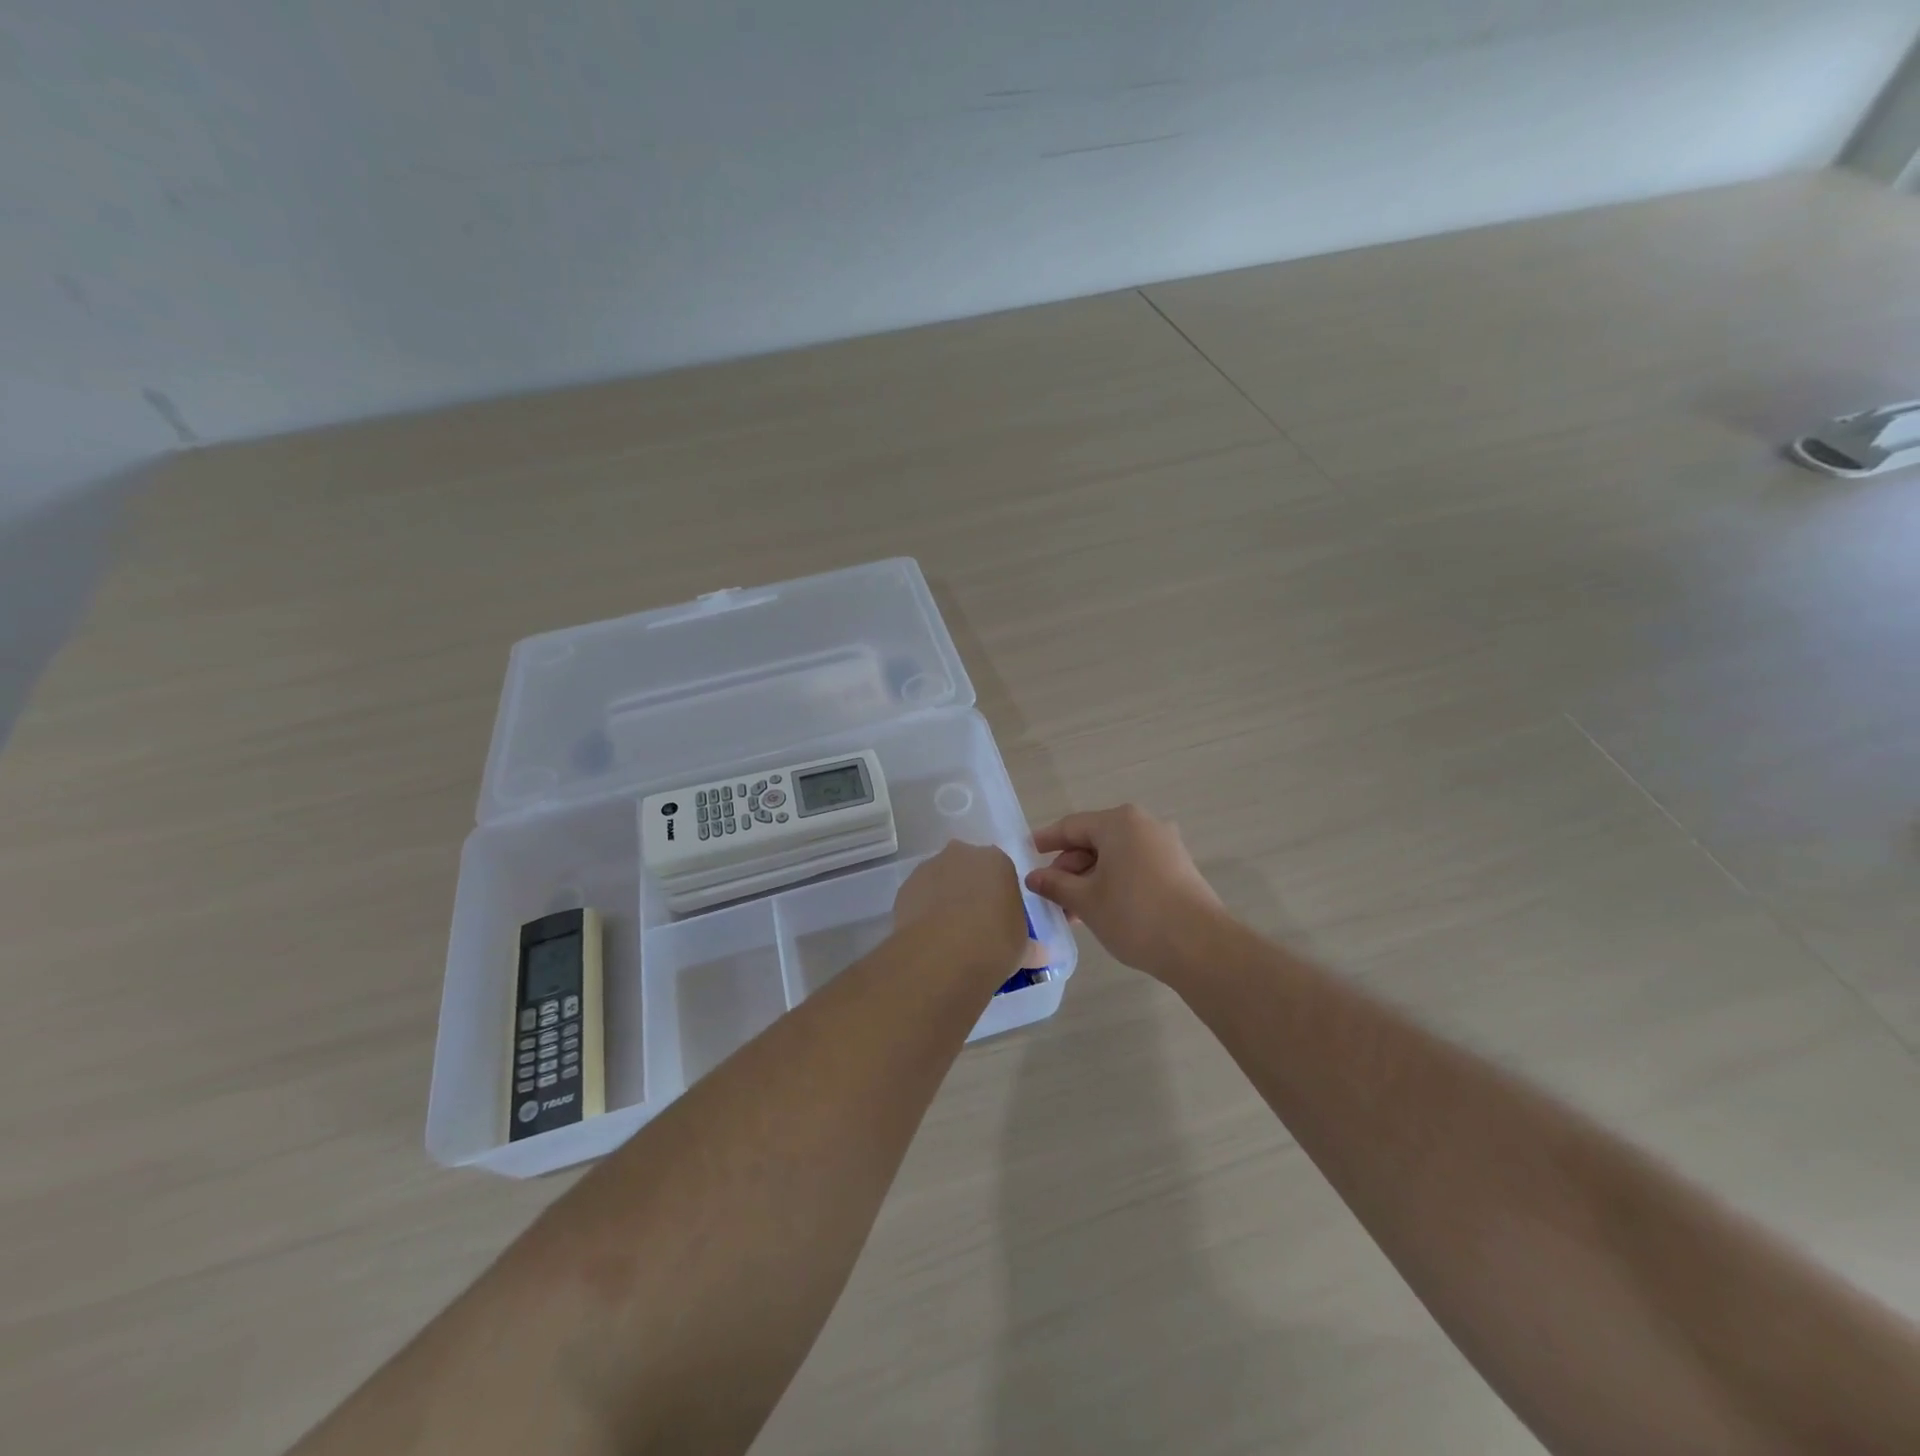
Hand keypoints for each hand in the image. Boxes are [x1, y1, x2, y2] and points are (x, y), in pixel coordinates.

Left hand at [894, 841, 1028, 974]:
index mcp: (997, 860)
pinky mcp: (905, 887)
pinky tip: (929, 938)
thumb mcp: (1023, 947)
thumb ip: (1029, 945)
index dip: (998, 895)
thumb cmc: (995, 942)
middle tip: (974, 925)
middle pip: (967, 869)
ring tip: (948, 936)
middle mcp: (962, 854)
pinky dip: (923, 912)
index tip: (998, 919)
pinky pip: (919, 897)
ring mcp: (930, 867)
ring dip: (944, 900)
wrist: (944, 953)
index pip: (1000, 871)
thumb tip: (1039, 954)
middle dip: (970, 891)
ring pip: (940, 881)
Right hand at [1024, 805, 1224, 979]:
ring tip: (1072, 911)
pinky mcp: (1178, 868)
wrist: (1200, 946)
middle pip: (1094, 841)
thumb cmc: (1135, 915)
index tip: (1026, 852)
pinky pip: (1134, 867)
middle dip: (1069, 868)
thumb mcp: (1086, 901)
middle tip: (1049, 896)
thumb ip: (1056, 885)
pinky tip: (1101, 910)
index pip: (1071, 826)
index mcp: (1119, 823)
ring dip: (1090, 880)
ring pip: (1115, 857)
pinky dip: (1113, 883)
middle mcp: (1144, 825)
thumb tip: (1034, 878)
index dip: (1046, 841)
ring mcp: (1165, 846)